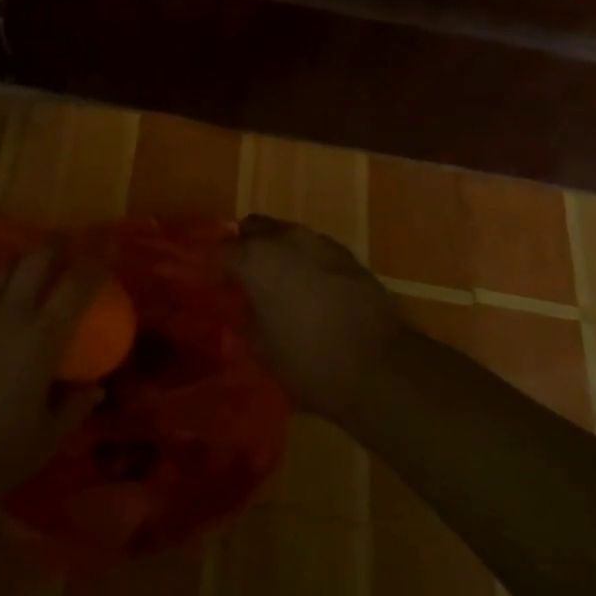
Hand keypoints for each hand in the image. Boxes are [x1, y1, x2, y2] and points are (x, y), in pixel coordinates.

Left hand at [0, 247, 105, 498]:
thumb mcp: (47, 438)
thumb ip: (74, 407)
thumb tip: (95, 388)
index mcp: (43, 336)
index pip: (76, 284)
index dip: (93, 267)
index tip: (102, 265)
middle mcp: (11, 312)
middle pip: (37, 257)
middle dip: (57, 246)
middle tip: (67, 250)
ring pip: (3, 268)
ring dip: (23, 264)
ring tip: (30, 274)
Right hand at [228, 215, 410, 419]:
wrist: (380, 368)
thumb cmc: (309, 362)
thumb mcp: (260, 347)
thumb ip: (246, 313)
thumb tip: (246, 301)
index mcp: (254, 259)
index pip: (220, 250)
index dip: (214, 266)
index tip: (215, 283)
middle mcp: (284, 239)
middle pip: (253, 228)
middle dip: (246, 246)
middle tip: (247, 277)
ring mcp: (319, 242)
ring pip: (287, 235)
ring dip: (279, 252)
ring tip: (282, 284)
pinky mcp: (348, 255)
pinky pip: (315, 250)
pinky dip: (307, 262)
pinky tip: (314, 291)